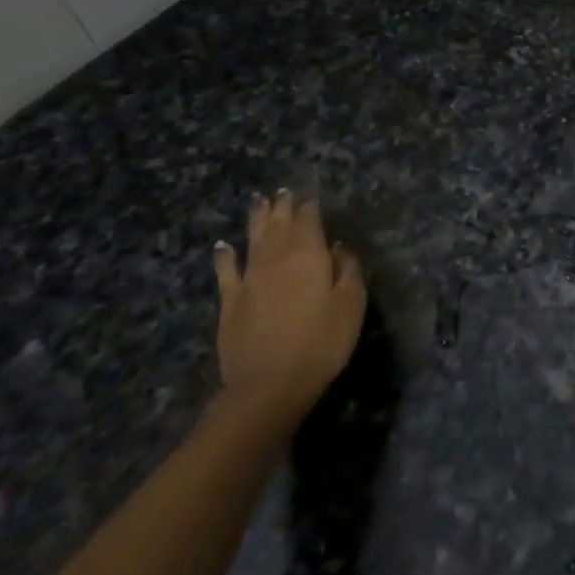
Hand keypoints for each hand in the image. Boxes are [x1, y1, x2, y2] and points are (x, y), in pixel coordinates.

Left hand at [212, 192, 366, 423]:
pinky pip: (226, 270)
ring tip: (258, 201)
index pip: (309, 221)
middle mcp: (276, 258)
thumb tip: (338, 246)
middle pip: (279, 224)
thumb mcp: (351, 303)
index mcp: (309, 255)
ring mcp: (249, 279)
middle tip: (282, 191)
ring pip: (253, 239)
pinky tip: (223, 245)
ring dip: (256, 219)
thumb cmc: (322, 342)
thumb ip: (348, 268)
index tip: (311, 197)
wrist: (269, 384)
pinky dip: (225, 254)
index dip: (310, 208)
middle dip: (282, 206)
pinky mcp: (230, 301)